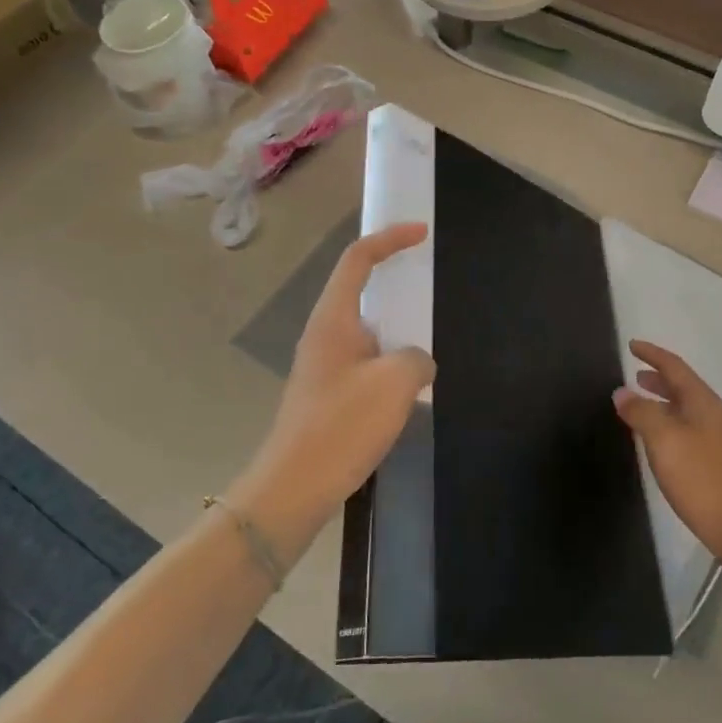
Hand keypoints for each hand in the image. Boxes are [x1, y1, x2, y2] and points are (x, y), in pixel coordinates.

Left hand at [232, 224, 435, 556]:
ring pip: (366, 331)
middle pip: (360, 290)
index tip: (422, 232)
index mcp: (333, 319)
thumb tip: (417, 362)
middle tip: (428, 287)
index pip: (358, 259)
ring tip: (427, 344)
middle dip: (394, 283)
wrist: (293, 489)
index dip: (390, 238)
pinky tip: (410, 389)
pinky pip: (365, 362)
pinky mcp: (328, 395)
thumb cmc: (342, 426)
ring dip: (396, 330)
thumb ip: (417, 359)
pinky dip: (390, 361)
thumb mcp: (395, 384)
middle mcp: (324, 334)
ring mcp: (323, 366)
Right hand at [613, 341, 721, 565]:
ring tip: (642, 408)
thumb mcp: (664, 442)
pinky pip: (692, 431)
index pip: (676, 367)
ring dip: (665, 403)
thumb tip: (622, 392)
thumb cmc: (702, 480)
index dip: (653, 354)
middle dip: (659, 379)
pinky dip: (672, 425)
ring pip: (689, 411)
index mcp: (704, 403)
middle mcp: (717, 415)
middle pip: (685, 388)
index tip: (632, 345)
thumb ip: (642, 413)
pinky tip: (662, 444)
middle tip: (635, 376)